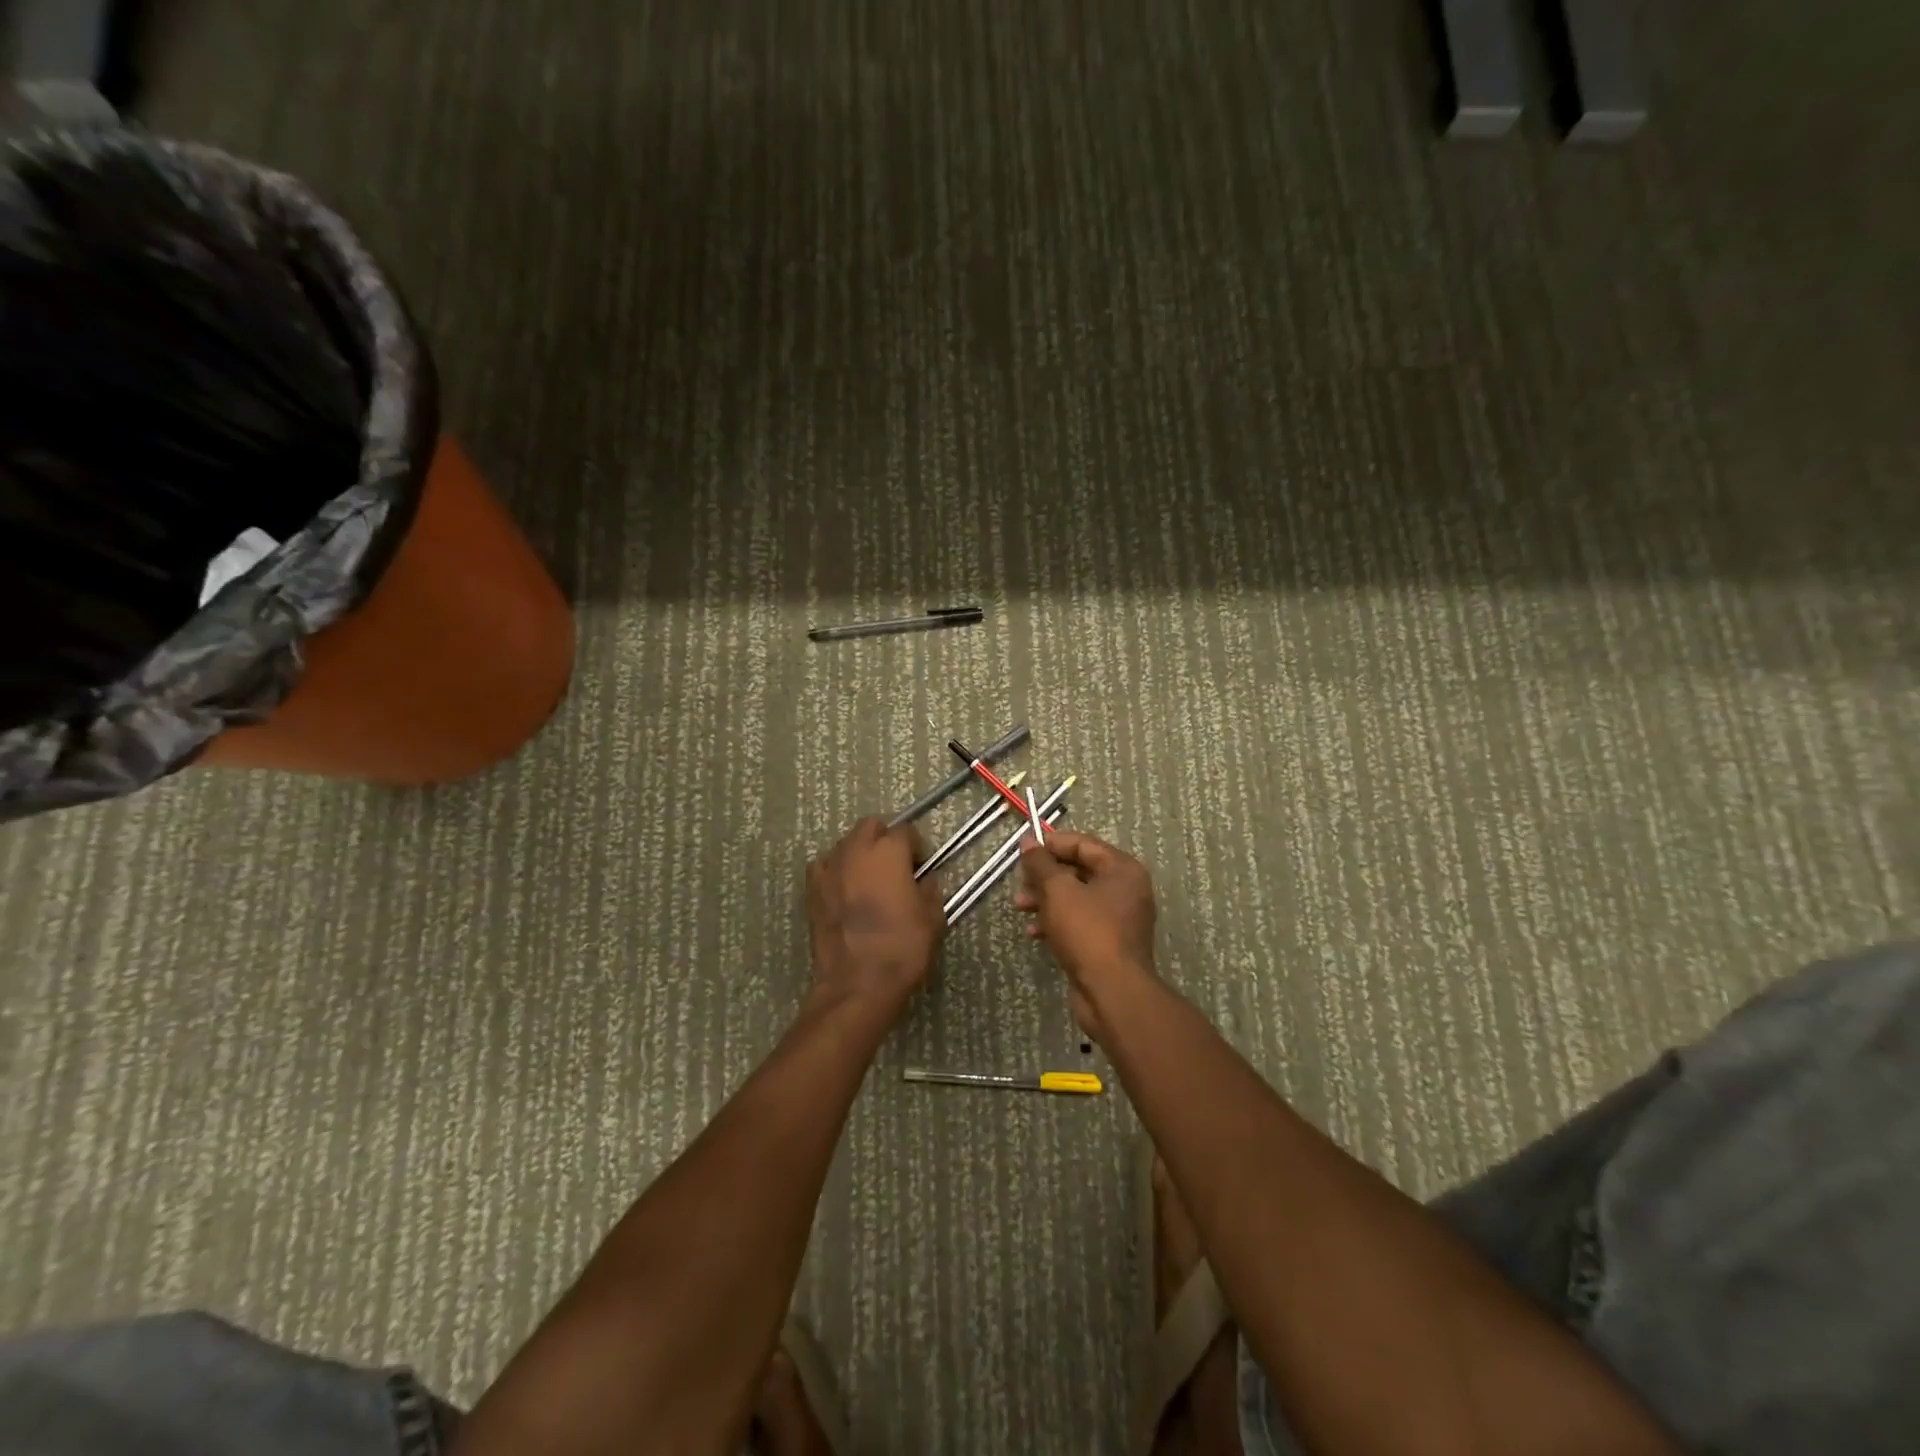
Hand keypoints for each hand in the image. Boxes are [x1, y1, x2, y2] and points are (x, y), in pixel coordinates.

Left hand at [807, 817, 943, 1018]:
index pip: (905, 831)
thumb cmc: (901, 948)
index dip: (916, 847)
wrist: (857, 984)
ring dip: (860, 851)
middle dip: (885, 838)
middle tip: (897, 864)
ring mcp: (830, 868)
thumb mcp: (932, 919)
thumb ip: (930, 890)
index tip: (922, 866)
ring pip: (846, 843)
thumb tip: (925, 880)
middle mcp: (856, 850)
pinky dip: (836, 868)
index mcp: (889, 852)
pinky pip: (824, 865)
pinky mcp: (812, 889)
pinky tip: (844, 887)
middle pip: (871, 826)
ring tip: (870, 877)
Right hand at [1015, 830, 1157, 1036]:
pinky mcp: (1108, 943)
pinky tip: (1034, 931)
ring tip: (1020, 907)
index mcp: (1122, 870)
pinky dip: (1057, 921)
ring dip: (1046, 899)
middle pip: (1079, 870)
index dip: (1051, 844)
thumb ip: (1040, 863)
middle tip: (1020, 882)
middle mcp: (1126, 890)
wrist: (1112, 993)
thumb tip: (1028, 841)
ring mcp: (1119, 918)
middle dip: (1045, 876)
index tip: (1024, 851)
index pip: (1083, 844)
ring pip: (1076, 898)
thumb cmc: (1088, 931)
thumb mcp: (1058, 891)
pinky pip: (1079, 922)